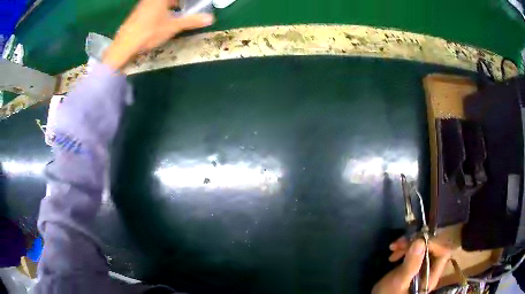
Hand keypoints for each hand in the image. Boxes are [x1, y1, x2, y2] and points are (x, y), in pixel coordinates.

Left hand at [103, 0, 213, 69]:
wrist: (123, 46)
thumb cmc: (148, 33)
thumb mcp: (172, 27)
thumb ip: (191, 21)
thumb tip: (210, 18)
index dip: (184, 2)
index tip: (192, 4)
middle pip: (169, 0)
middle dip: (179, 3)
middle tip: (187, 6)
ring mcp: (144, 4)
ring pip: (161, 2)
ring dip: (171, 4)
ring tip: (180, 10)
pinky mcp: (139, 11)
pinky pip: (155, 5)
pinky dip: (163, 7)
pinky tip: (166, 16)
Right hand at [372, 237, 451, 293]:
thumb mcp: (398, 282)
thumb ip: (411, 264)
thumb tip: (420, 241)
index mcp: (431, 276)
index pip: (442, 253)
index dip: (432, 243)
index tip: (415, 241)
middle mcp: (431, 270)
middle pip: (433, 248)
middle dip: (417, 242)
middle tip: (399, 243)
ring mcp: (422, 267)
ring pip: (424, 247)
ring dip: (409, 244)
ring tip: (394, 247)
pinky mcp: (414, 265)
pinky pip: (415, 251)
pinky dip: (405, 248)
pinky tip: (394, 251)